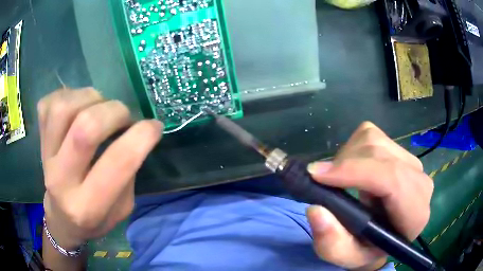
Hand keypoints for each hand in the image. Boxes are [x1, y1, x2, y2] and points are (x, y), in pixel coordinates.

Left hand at [38, 88, 162, 249]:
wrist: (62, 219)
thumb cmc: (95, 218)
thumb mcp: (122, 209)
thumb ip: (128, 173)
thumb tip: (136, 132)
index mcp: (89, 206)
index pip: (117, 163)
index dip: (142, 136)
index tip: (155, 126)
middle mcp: (62, 180)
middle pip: (85, 127)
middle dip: (115, 112)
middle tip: (124, 116)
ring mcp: (45, 157)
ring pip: (63, 108)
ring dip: (90, 98)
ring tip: (98, 107)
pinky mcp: (38, 140)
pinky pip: (49, 103)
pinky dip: (67, 96)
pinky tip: (76, 108)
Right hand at [306, 122, 432, 269]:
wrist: (383, 237)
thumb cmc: (367, 250)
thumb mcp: (347, 257)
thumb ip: (332, 243)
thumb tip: (315, 209)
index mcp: (415, 214)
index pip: (392, 180)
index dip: (355, 172)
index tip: (317, 175)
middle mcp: (419, 182)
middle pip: (380, 153)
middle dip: (345, 164)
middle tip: (323, 182)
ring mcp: (412, 162)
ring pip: (374, 139)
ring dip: (347, 156)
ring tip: (340, 180)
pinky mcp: (400, 150)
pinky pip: (372, 135)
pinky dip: (353, 148)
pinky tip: (353, 170)